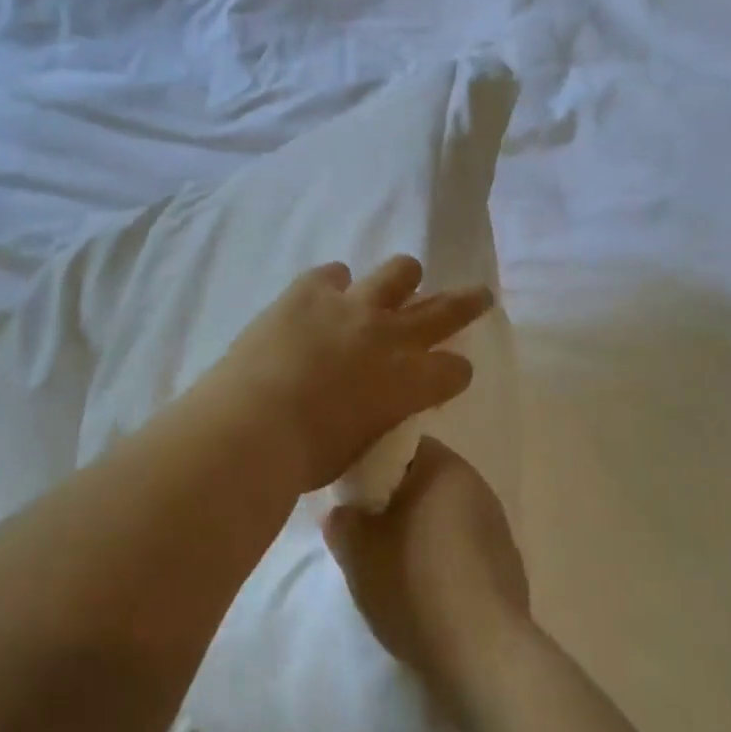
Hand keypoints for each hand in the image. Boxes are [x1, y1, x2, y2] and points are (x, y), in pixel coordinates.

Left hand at [200, 256, 492, 494]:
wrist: (251, 429)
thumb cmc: (307, 458)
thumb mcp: (363, 445)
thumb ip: (381, 415)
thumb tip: (376, 403)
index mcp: (411, 383)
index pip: (455, 370)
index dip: (454, 373)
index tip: (447, 376)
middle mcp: (391, 336)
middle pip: (446, 309)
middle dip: (467, 303)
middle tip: (478, 295)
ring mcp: (351, 306)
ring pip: (398, 273)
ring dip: (404, 279)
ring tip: (402, 281)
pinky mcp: (309, 291)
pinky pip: (334, 273)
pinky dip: (335, 284)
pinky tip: (328, 295)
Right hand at [323, 437, 530, 715]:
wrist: (481, 652)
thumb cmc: (414, 584)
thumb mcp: (358, 553)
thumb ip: (344, 522)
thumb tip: (346, 513)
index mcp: (445, 468)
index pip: (404, 447)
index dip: (374, 467)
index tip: (355, 495)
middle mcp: (478, 486)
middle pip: (428, 482)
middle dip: (398, 503)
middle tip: (368, 533)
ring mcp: (498, 527)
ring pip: (448, 517)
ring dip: (423, 533)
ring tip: (396, 567)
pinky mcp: (509, 566)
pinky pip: (466, 550)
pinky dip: (446, 560)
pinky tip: (429, 592)